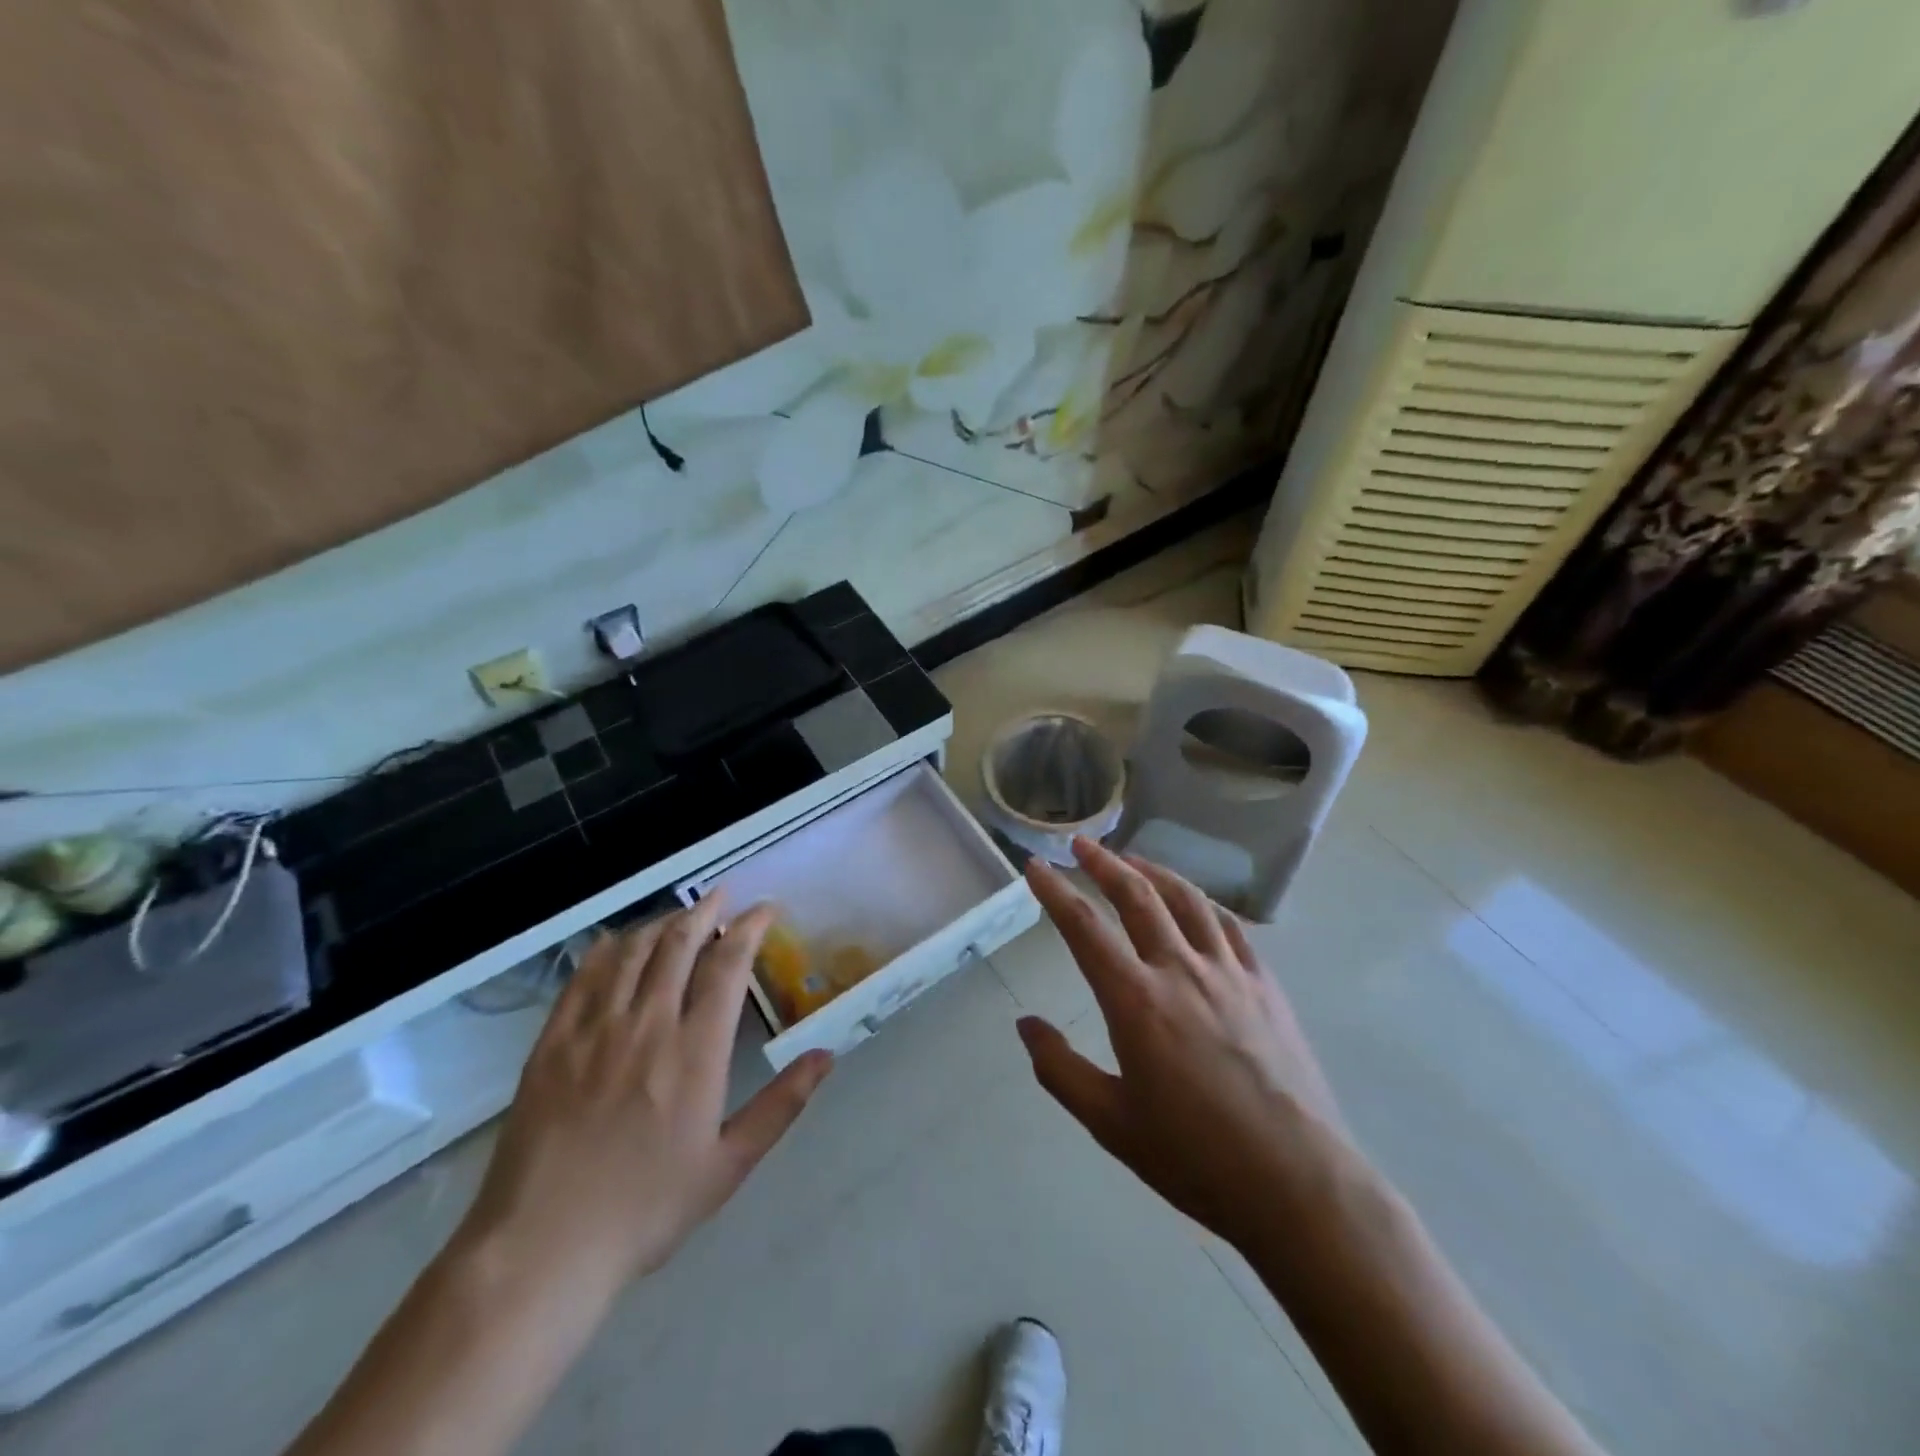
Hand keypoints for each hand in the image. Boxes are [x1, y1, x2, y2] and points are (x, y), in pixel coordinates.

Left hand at [459, 898, 832, 1291]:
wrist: (541, 1249)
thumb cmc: (646, 1209)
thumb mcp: (728, 1165)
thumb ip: (781, 1105)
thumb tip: (827, 1056)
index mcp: (695, 1051)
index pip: (727, 965)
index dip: (749, 928)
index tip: (764, 910)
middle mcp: (647, 1024)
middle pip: (679, 944)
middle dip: (706, 910)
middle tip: (723, 895)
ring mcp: (594, 1030)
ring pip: (633, 951)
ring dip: (661, 923)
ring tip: (680, 915)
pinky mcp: (552, 1043)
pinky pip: (583, 977)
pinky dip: (607, 949)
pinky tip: (618, 941)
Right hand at [1017, 837, 1343, 1251]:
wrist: (1299, 1184)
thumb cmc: (1196, 1158)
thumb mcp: (1111, 1123)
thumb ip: (1060, 1069)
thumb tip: (1025, 1024)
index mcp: (1136, 1001)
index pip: (1085, 928)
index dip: (1055, 892)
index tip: (1036, 867)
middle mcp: (1181, 970)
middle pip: (1137, 896)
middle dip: (1104, 863)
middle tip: (1081, 844)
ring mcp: (1229, 972)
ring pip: (1186, 899)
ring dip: (1153, 871)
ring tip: (1132, 860)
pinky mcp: (1266, 985)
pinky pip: (1229, 926)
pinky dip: (1202, 903)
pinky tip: (1194, 903)